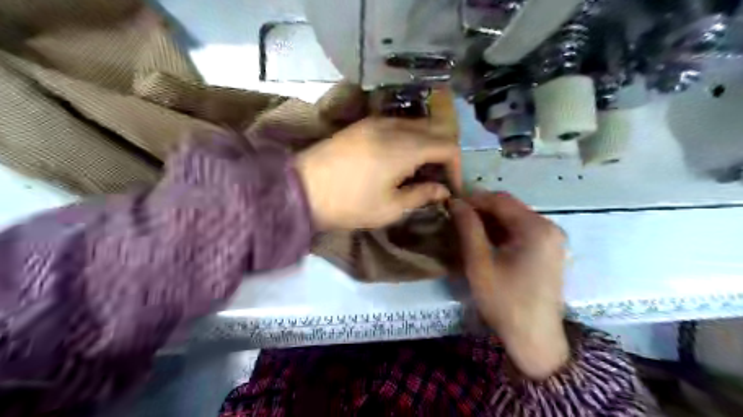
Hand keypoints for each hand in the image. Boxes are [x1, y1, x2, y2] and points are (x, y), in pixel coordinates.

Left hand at [294, 118, 459, 229]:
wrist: (301, 189)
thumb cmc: (349, 204)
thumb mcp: (390, 208)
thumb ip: (421, 195)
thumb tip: (443, 190)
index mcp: (405, 147)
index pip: (447, 146)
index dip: (456, 166)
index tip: (451, 188)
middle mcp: (394, 127)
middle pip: (434, 130)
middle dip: (443, 153)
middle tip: (437, 178)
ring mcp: (376, 121)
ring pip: (416, 125)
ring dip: (426, 144)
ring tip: (418, 170)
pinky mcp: (362, 124)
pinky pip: (397, 124)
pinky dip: (408, 138)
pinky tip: (399, 158)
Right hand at [446, 193, 570, 381]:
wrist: (534, 338)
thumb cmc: (504, 300)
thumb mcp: (479, 262)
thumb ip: (468, 227)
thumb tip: (455, 202)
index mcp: (536, 227)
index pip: (500, 199)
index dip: (473, 198)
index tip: (450, 205)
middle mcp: (549, 227)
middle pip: (510, 207)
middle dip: (481, 209)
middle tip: (456, 218)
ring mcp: (552, 239)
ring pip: (515, 218)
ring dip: (490, 221)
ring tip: (466, 229)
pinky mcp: (550, 250)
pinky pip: (522, 231)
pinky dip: (502, 232)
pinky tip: (485, 241)